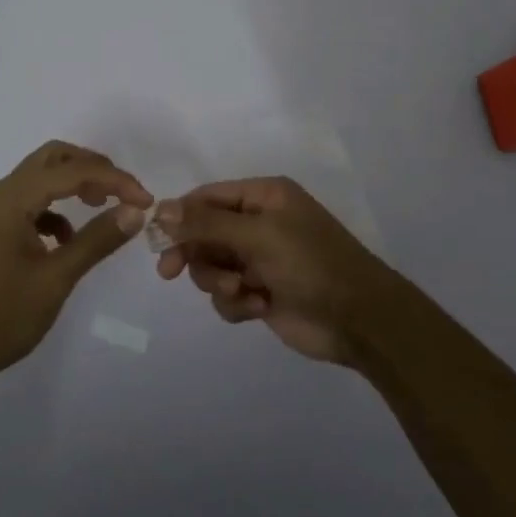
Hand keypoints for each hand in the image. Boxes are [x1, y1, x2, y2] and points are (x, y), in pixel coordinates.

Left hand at [0, 141, 152, 391]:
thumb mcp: (55, 279)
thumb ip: (96, 241)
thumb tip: (135, 211)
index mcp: (12, 198)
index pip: (72, 171)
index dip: (114, 180)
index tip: (146, 201)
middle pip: (53, 159)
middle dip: (93, 168)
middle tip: (124, 191)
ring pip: (40, 179)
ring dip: (74, 185)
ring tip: (104, 208)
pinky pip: (30, 205)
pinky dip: (55, 211)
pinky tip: (68, 240)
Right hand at [153, 177, 403, 364]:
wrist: (359, 319)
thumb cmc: (310, 262)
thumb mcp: (258, 235)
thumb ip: (207, 222)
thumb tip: (161, 208)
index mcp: (263, 197)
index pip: (207, 197)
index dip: (180, 216)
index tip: (157, 239)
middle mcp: (259, 223)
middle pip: (204, 233)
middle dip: (195, 254)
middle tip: (171, 272)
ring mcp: (260, 260)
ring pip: (212, 266)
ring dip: (218, 281)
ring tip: (242, 291)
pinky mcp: (261, 293)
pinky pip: (228, 295)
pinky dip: (236, 302)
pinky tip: (258, 307)